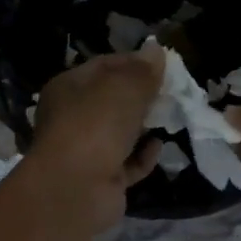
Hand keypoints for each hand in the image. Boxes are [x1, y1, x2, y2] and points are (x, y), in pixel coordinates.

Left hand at [24, 45, 165, 234]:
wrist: (76, 189)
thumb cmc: (95, 126)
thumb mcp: (123, 88)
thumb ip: (143, 71)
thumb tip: (156, 51)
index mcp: (68, 89)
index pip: (103, 66)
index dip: (133, 63)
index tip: (163, 65)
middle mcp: (73, 118)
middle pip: (113, 101)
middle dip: (142, 97)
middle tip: (172, 92)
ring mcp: (86, 151)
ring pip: (121, 134)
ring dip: (144, 127)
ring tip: (170, 117)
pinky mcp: (102, 180)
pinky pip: (128, 163)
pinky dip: (143, 156)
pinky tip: (158, 147)